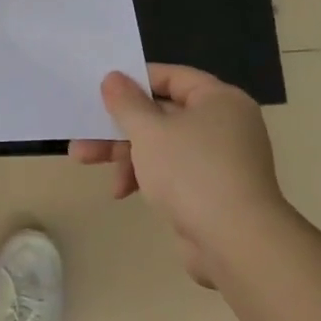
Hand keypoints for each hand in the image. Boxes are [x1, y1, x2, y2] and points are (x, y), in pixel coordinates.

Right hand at [69, 64, 287, 287]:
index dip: (135, 81)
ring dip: (124, 152)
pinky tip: (121, 191)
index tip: (102, 90)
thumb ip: (126, 102)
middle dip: (119, 125)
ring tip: (84, 160)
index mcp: (219, 100)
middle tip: (84, 129)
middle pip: (162, 113)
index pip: (172, 76)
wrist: (236, 243)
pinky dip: (146, 176)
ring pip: (162, 145)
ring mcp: (220, 160)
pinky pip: (172, 172)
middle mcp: (224, 125)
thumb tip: (113, 78)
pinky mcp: (212, 192)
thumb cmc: (191, 172)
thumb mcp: (149, 131)